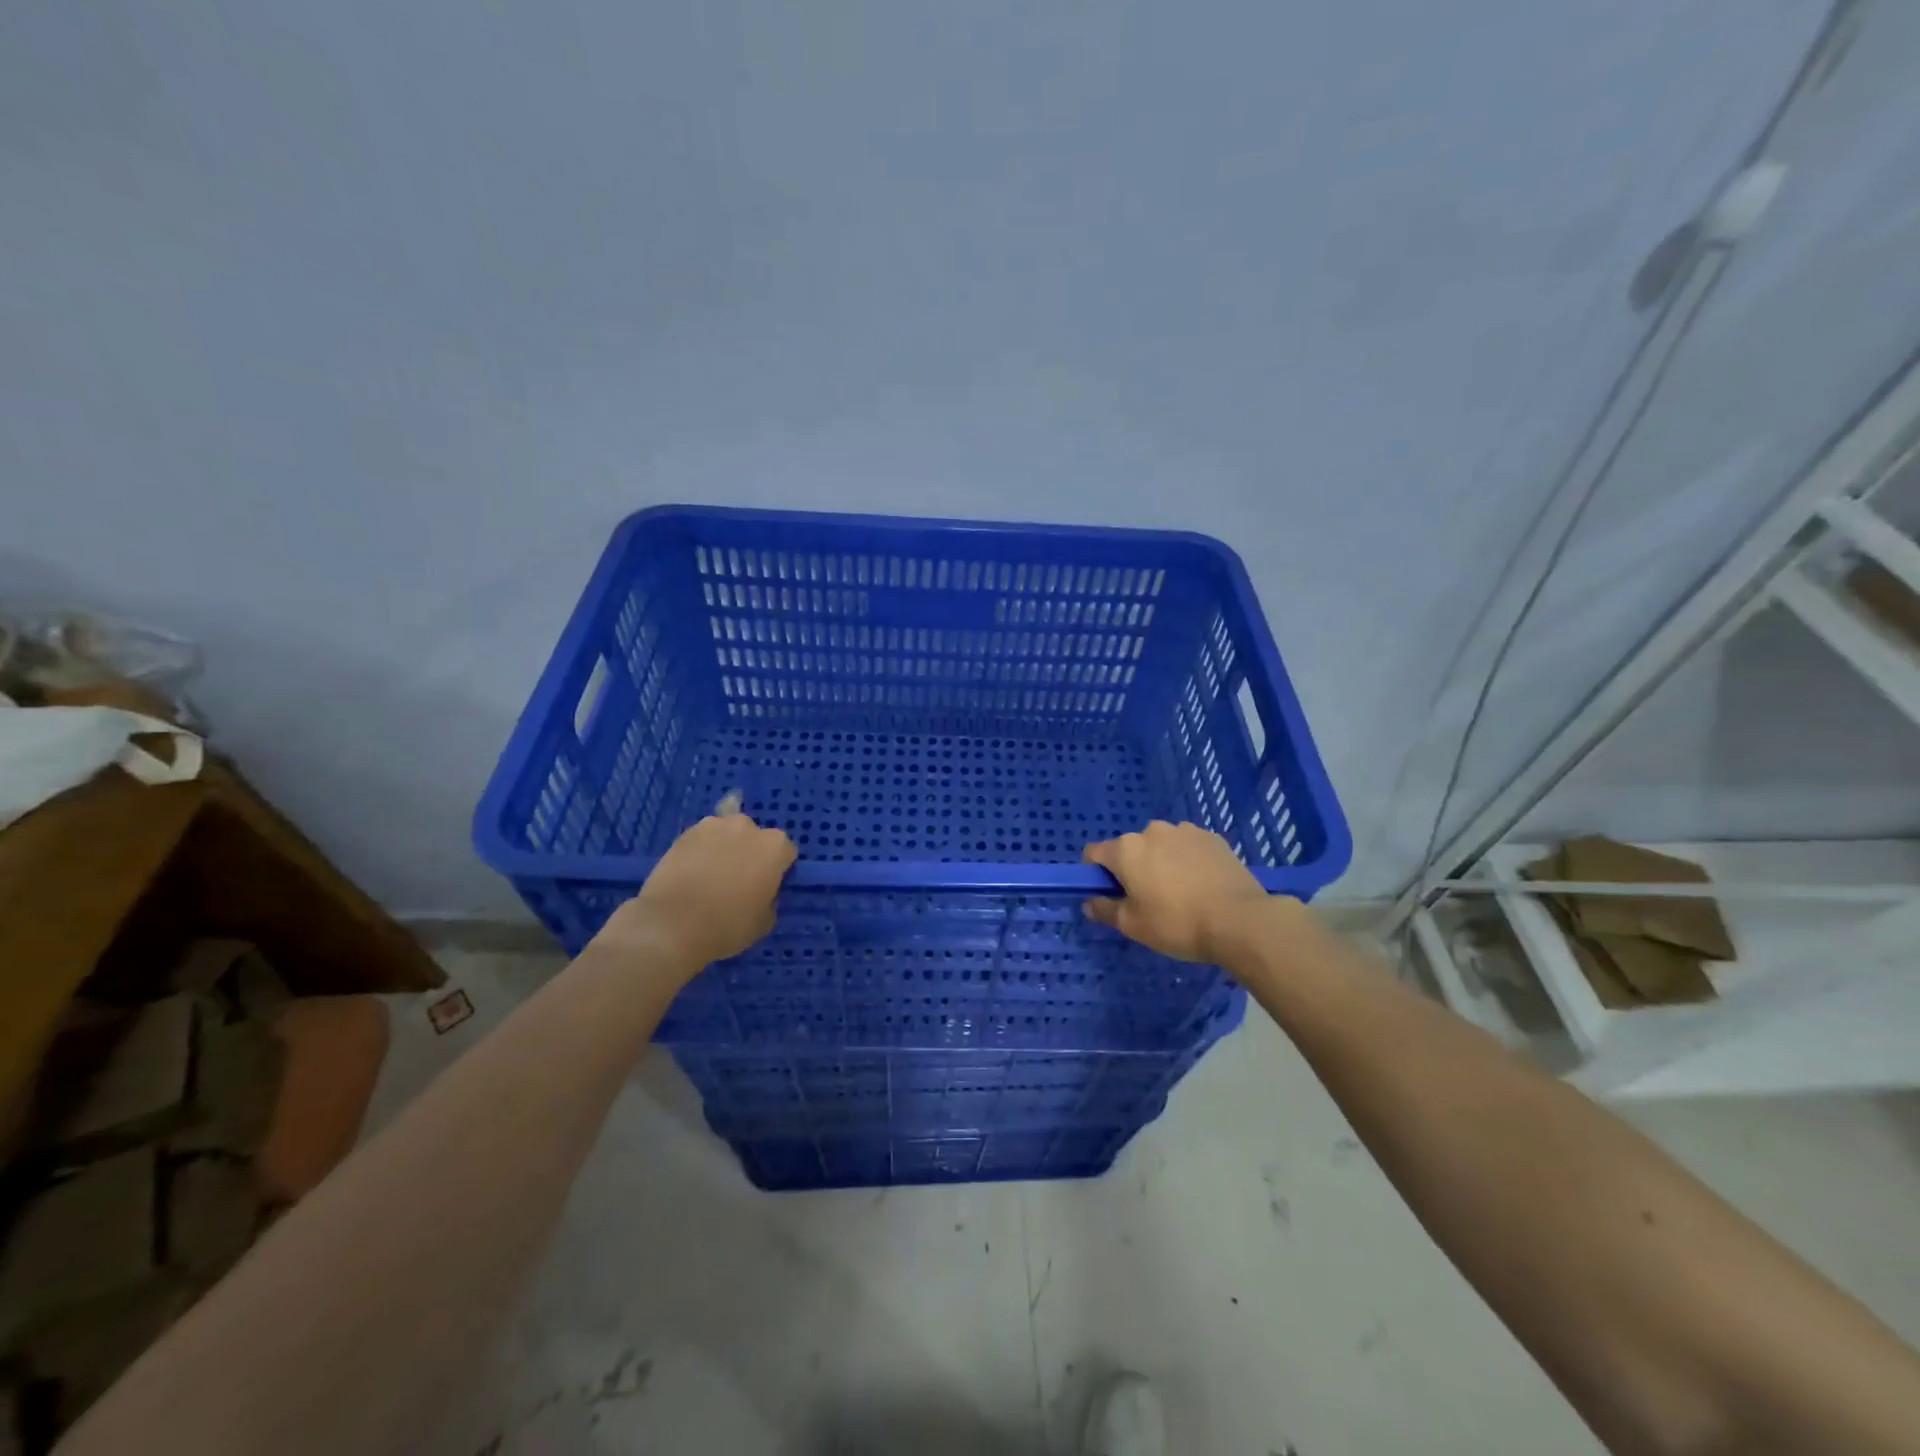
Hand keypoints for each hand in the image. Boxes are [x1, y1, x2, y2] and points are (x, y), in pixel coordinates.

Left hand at [595, 813, 796, 975]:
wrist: (671, 924)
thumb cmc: (726, 925)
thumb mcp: (765, 921)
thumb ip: (770, 898)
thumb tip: (762, 890)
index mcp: (774, 847)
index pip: (786, 853)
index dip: (777, 870)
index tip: (767, 887)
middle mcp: (748, 827)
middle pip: (756, 837)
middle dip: (751, 853)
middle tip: (738, 880)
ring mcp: (714, 825)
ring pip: (727, 834)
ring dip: (725, 847)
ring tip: (711, 874)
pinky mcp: (685, 832)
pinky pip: (702, 839)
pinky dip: (701, 850)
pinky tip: (692, 872)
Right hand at [1082, 820, 1275, 962]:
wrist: (1240, 920)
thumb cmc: (1177, 923)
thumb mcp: (1133, 926)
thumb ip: (1105, 910)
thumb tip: (1089, 902)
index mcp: (1126, 849)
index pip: (1094, 853)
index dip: (1096, 874)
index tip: (1111, 895)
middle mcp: (1152, 831)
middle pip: (1130, 848)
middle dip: (1133, 868)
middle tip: (1149, 899)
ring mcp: (1185, 830)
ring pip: (1161, 845)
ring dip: (1162, 862)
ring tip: (1181, 892)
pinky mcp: (1212, 837)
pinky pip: (1188, 847)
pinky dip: (1187, 860)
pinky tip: (1202, 885)